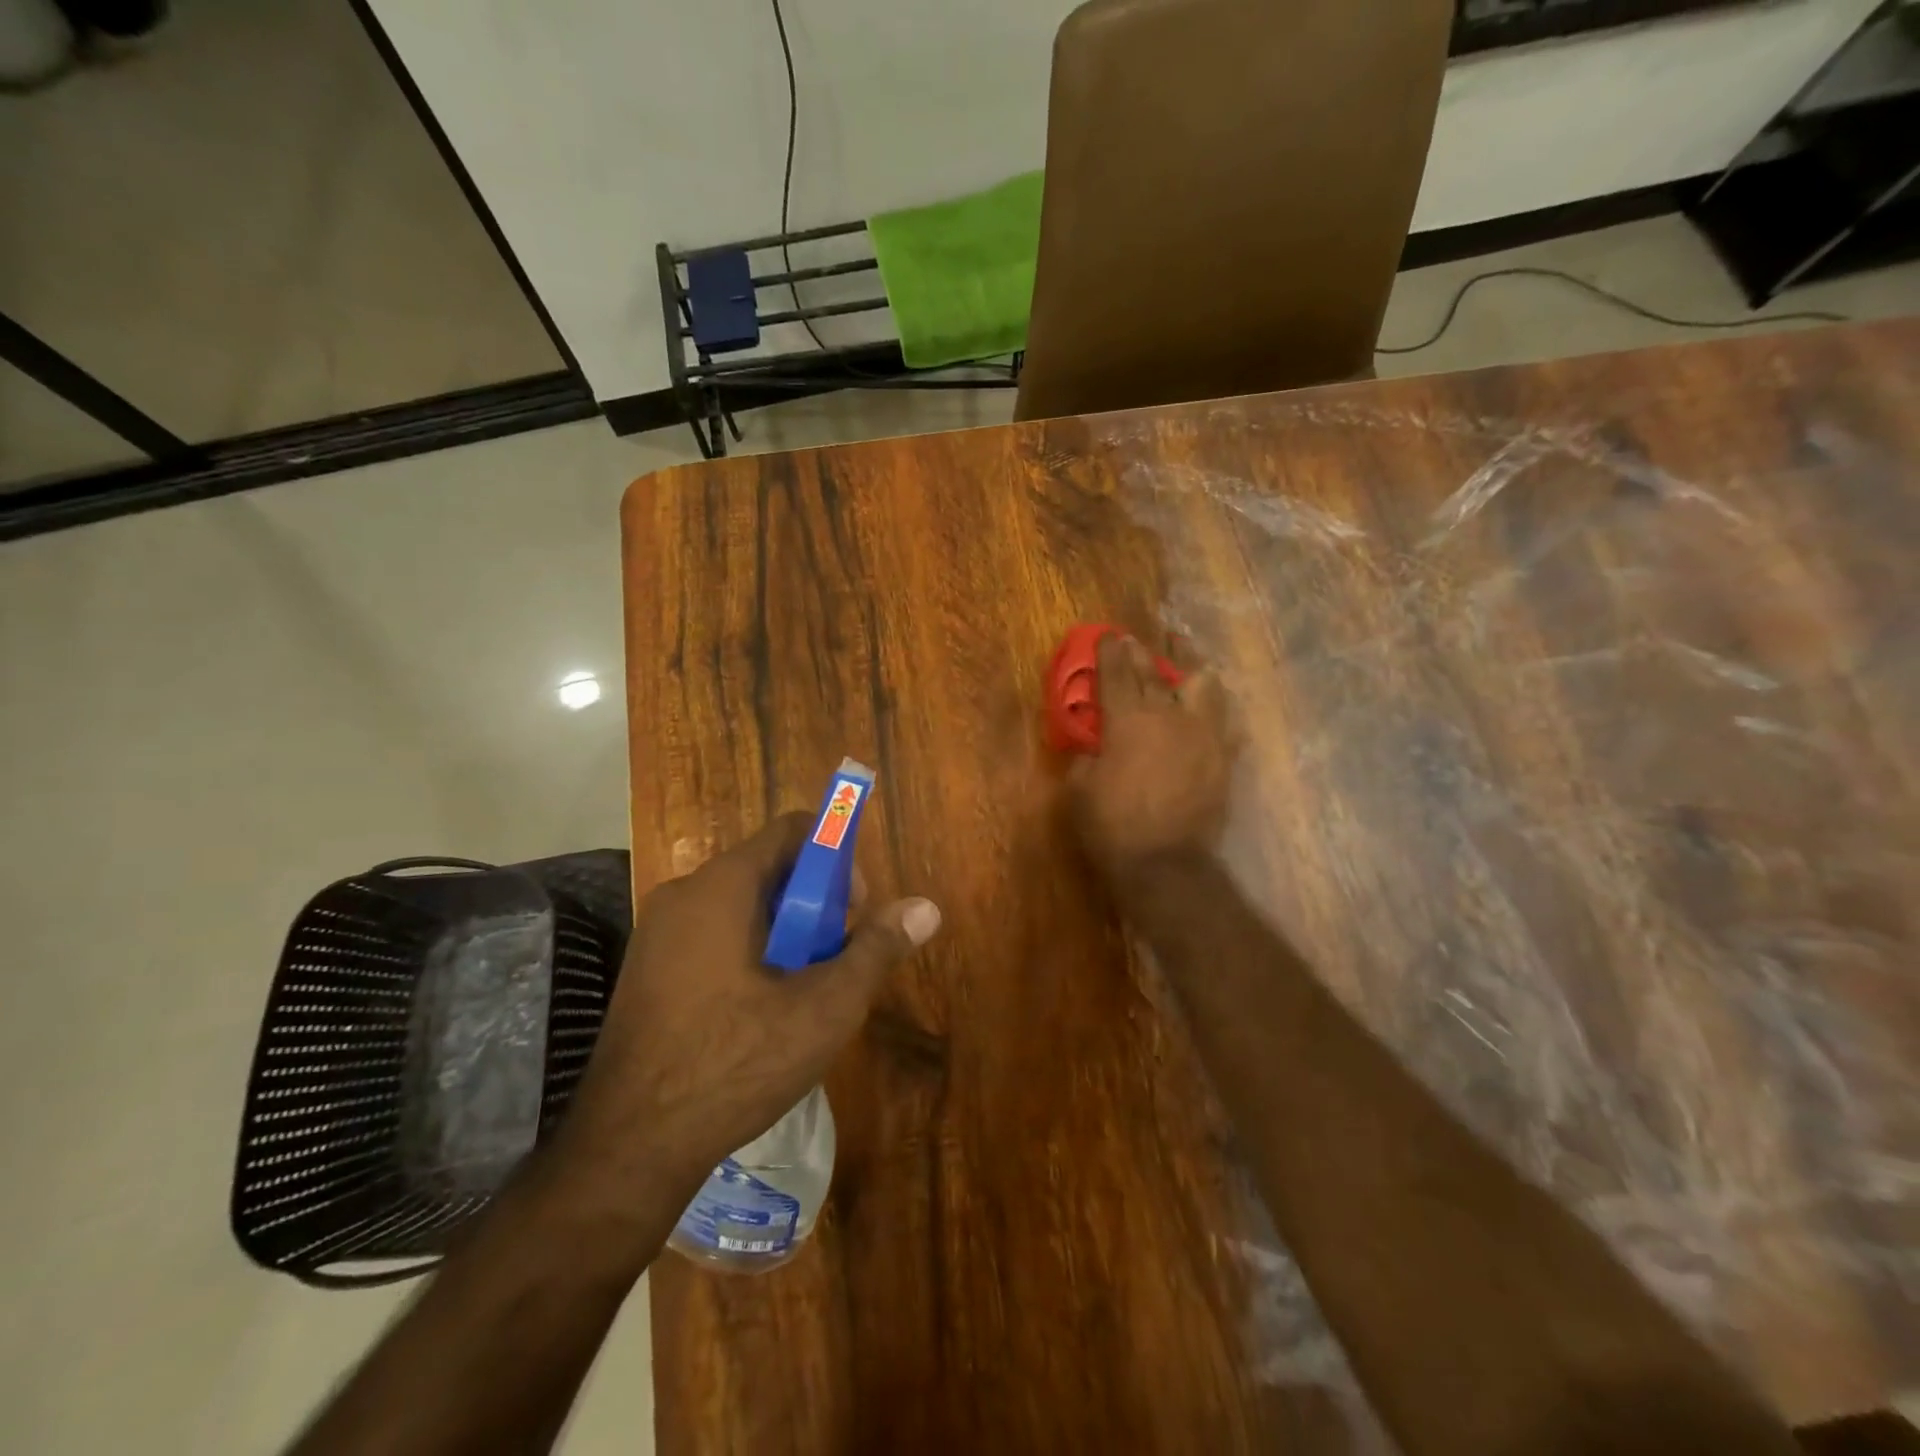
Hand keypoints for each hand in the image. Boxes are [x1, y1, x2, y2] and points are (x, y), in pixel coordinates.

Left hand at [554, 812, 940, 1205]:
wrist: (628, 1148)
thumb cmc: (733, 1063)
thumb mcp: (824, 1008)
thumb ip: (876, 949)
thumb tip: (926, 908)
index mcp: (721, 887)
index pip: (791, 830)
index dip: (836, 857)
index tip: (853, 910)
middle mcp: (683, 895)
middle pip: (768, 869)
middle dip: (814, 905)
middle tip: (834, 961)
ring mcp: (657, 934)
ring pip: (742, 907)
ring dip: (784, 934)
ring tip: (802, 995)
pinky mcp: (647, 971)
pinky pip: (712, 936)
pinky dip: (749, 954)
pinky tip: (760, 1015)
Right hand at [1068, 634, 1238, 880]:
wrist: (1167, 865)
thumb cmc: (1112, 827)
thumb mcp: (1079, 790)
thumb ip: (1085, 757)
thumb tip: (1093, 744)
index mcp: (1129, 721)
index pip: (1118, 674)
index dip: (1110, 651)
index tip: (1109, 635)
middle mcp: (1170, 717)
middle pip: (1157, 673)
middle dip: (1144, 653)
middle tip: (1136, 642)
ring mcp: (1204, 735)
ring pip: (1205, 685)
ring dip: (1191, 669)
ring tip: (1185, 664)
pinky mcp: (1224, 758)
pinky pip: (1226, 723)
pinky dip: (1214, 712)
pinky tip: (1208, 714)